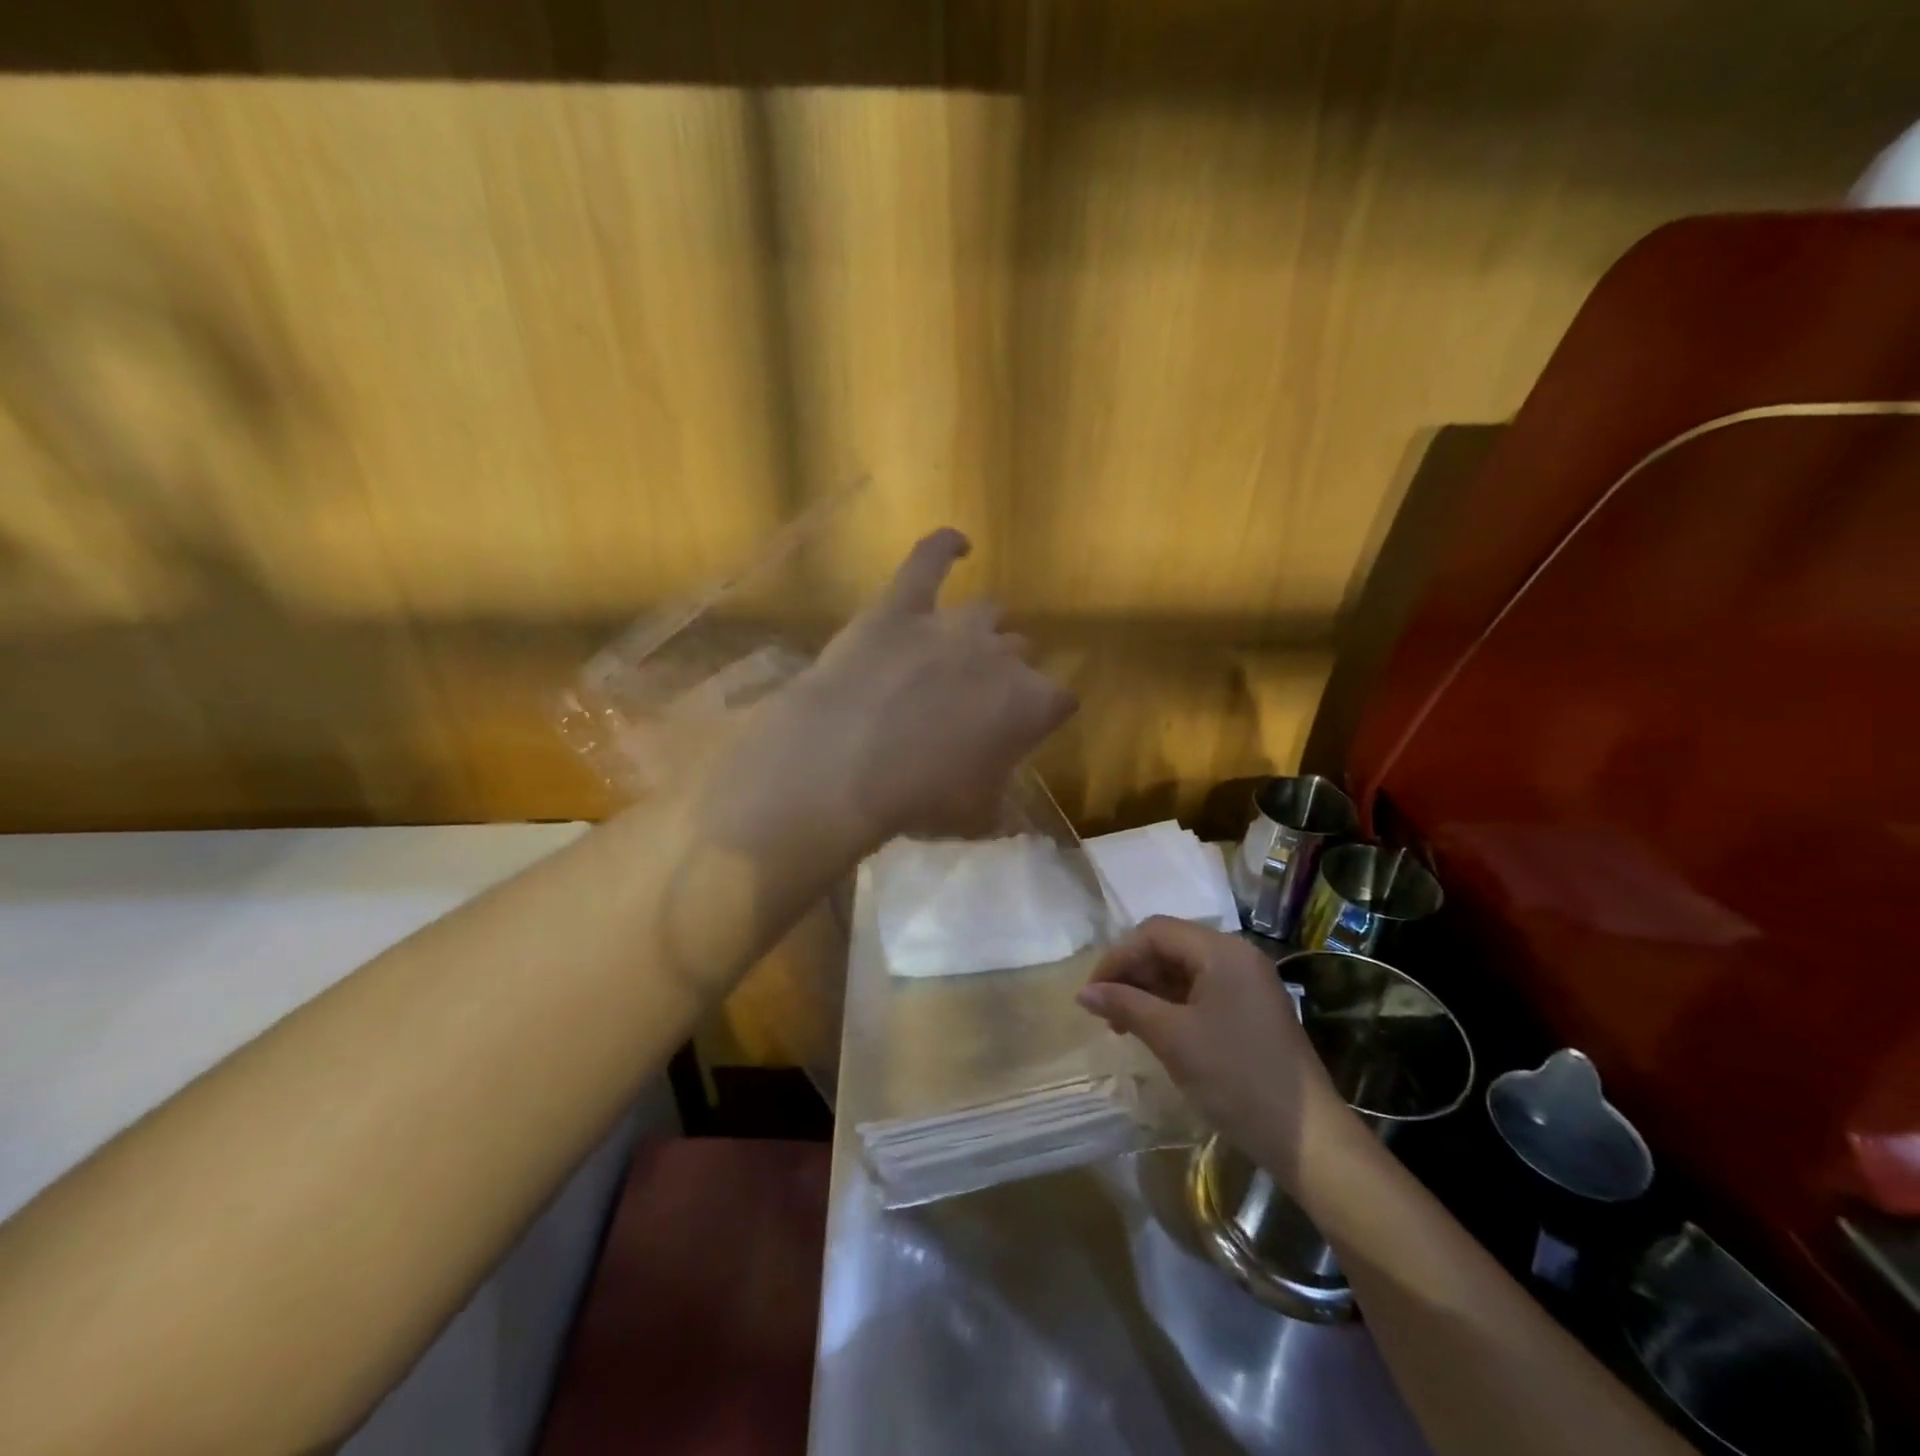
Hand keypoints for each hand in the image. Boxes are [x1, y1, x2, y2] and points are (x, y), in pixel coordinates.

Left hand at [707, 529, 1076, 851]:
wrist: (844, 763)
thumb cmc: (918, 799)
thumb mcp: (974, 818)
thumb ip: (999, 803)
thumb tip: (1003, 805)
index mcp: (1030, 705)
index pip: (1059, 699)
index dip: (1044, 713)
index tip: (1027, 727)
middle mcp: (1001, 655)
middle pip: (1020, 651)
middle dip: (1006, 672)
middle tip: (976, 699)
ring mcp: (952, 624)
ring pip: (986, 612)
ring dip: (981, 630)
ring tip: (964, 645)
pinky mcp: (901, 605)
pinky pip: (929, 560)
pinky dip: (944, 547)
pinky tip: (957, 543)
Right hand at [1077, 916, 1351, 1188]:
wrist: (1306, 1138)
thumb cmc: (1235, 1077)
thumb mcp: (1172, 1038)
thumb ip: (1126, 1005)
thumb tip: (1083, 993)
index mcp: (1221, 950)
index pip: (1155, 932)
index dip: (1117, 957)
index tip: (1092, 993)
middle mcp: (1237, 955)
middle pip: (1170, 946)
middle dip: (1132, 973)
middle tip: (1105, 1010)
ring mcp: (1248, 982)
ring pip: (1184, 969)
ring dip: (1149, 990)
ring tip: (1124, 1024)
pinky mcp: (1252, 1008)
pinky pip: (1202, 990)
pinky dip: (1172, 1003)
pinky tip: (1154, 1029)